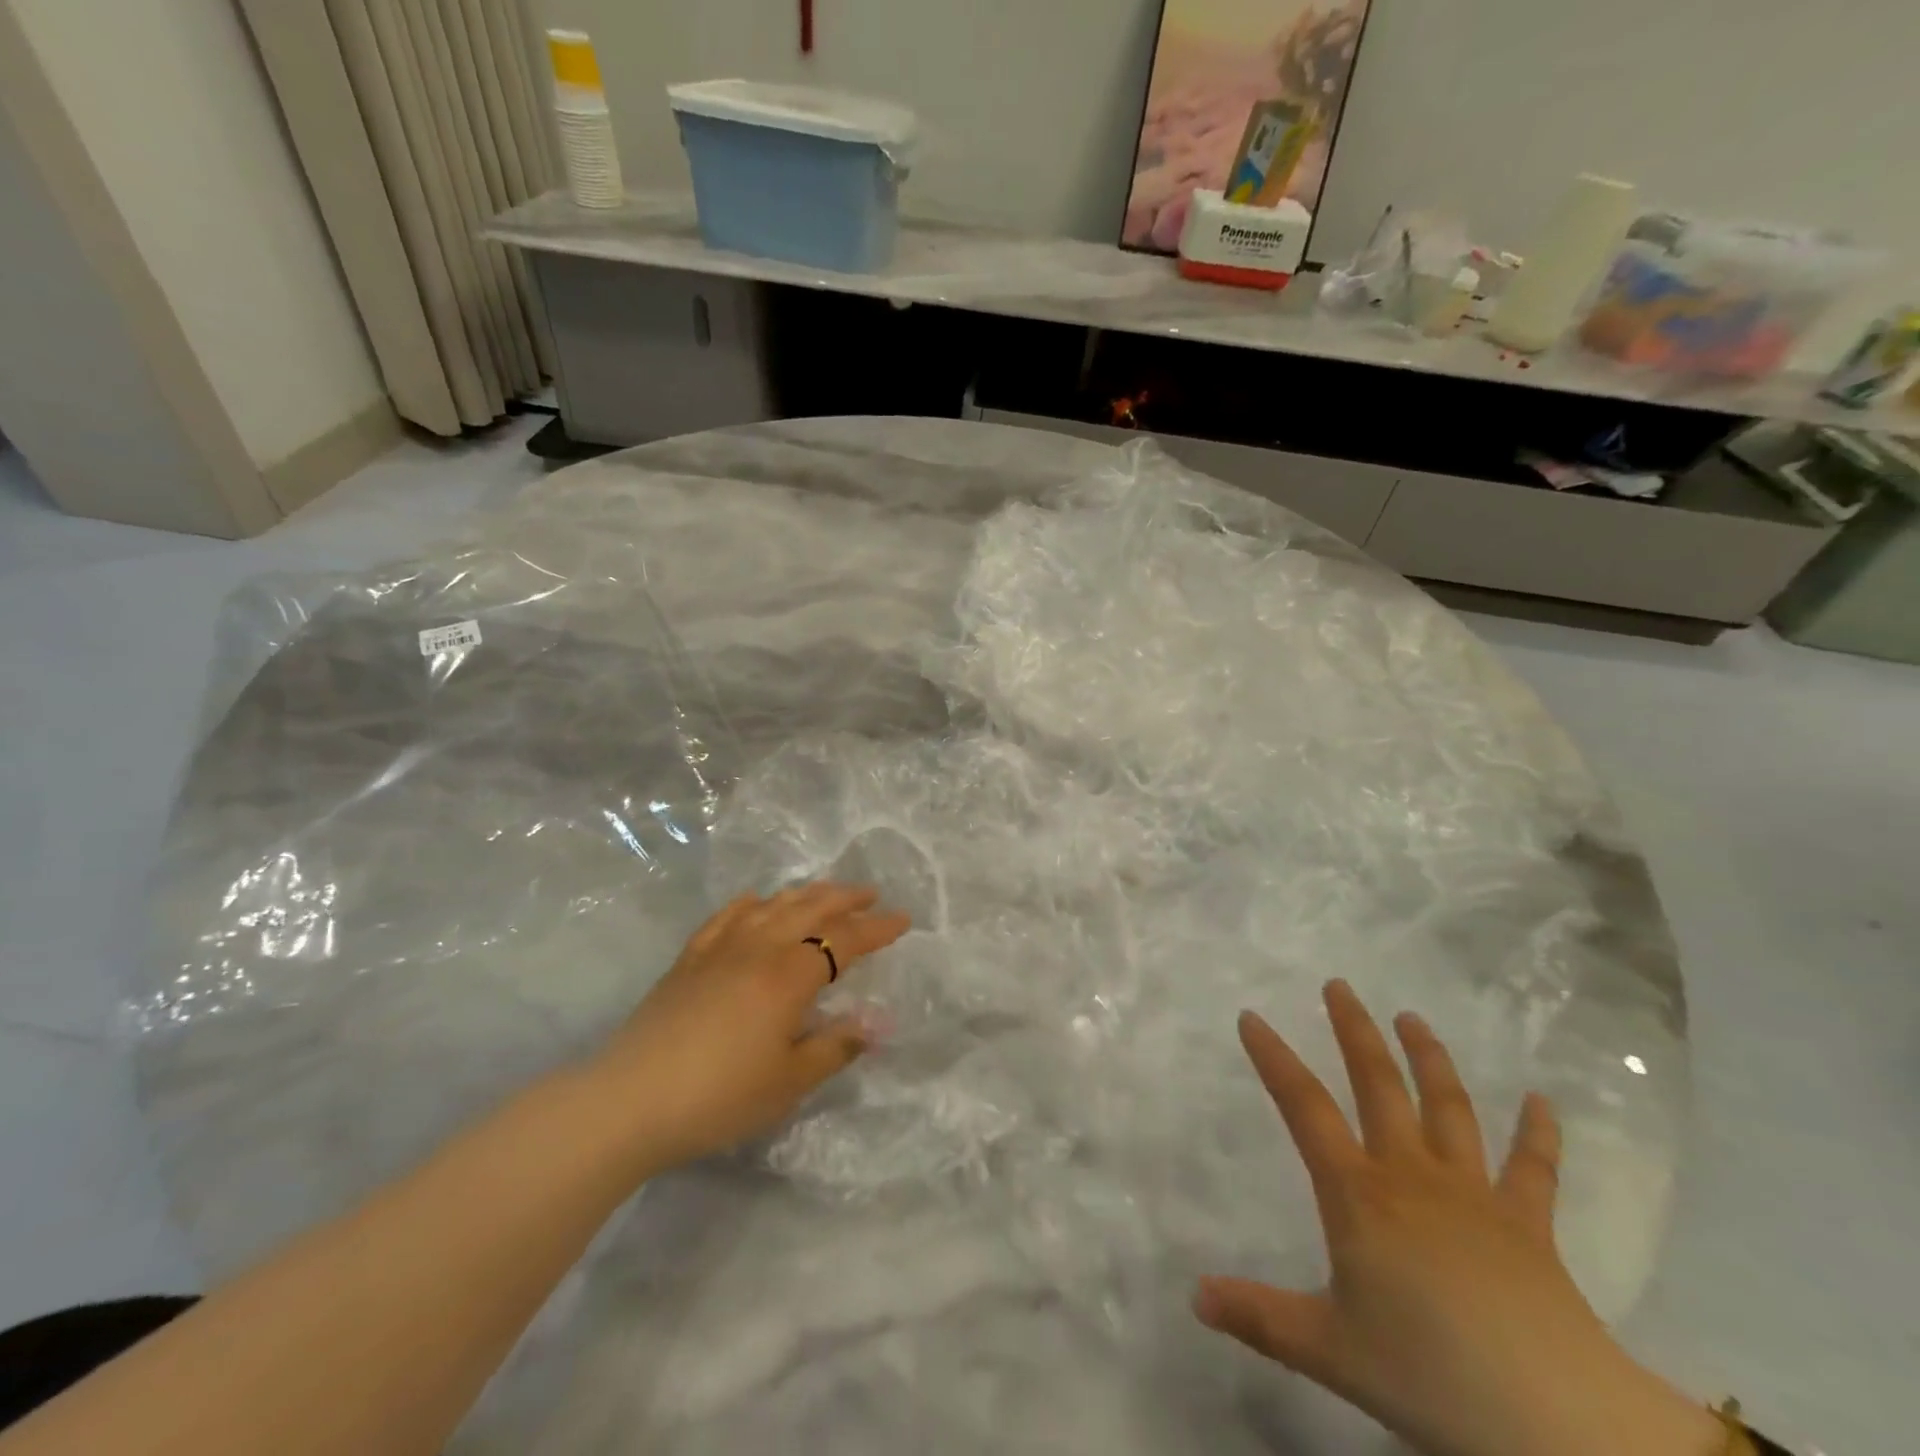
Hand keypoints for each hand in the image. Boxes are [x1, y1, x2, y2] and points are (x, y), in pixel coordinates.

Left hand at [594, 883, 910, 1174]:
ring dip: (805, 894)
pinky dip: (750, 904)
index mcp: (790, 975)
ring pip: (772, 905)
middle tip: (870, 894)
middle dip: (845, 898)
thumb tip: (875, 1024)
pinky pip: (726, 917)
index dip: (878, 928)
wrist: (628, 1101)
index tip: (904, 920)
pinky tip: (756, 902)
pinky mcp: (689, 958)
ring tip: (825, 891)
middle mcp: (759, 948)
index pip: (845, 940)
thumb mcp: (789, 1082)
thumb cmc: (719, 1096)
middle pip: (810, 909)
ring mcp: (720, 948)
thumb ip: (835, 1047)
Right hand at [1195, 981, 1721, 1455]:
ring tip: (1412, 1017)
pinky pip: (1533, 1168)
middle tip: (1340, 985)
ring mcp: (1473, 1193)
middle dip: (1354, 1030)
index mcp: (1357, 1193)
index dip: (1274, 1058)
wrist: (1554, 1420)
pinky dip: (1538, 1133)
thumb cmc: (1427, 1373)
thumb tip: (1195, 1297)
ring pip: (1447, 1107)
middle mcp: (1410, 1173)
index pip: (1303, 1106)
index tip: (1251, 1016)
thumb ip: (1258, 1317)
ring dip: (1428, 1057)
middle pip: (1378, 1084)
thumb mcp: (1327, 1350)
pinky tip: (1542, 1100)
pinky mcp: (1527, 1223)